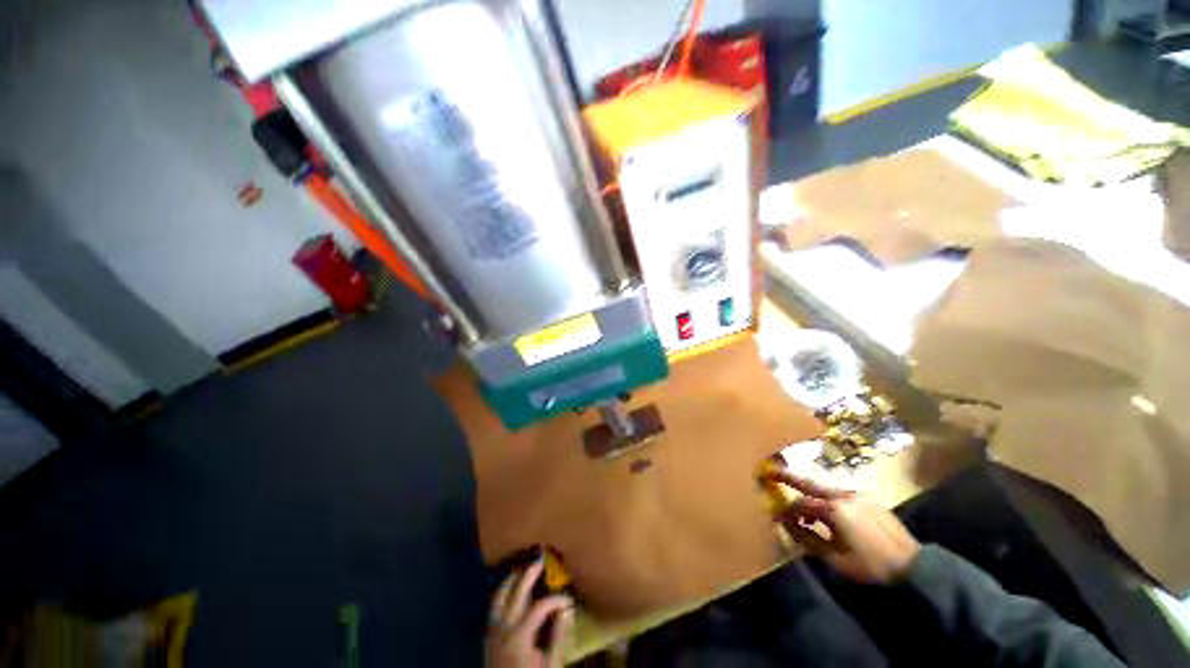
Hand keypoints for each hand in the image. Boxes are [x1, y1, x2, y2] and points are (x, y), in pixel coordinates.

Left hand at [486, 559, 573, 667]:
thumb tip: (566, 610)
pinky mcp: (488, 637)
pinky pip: (492, 608)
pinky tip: (509, 590)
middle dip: (528, 575)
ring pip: (498, 598)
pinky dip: (501, 594)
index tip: (567, 600)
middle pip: (515, 594)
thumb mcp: (551, 666)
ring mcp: (492, 632)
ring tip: (522, 569)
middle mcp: (502, 629)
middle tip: (541, 561)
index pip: (539, 607)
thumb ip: (558, 637)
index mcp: (519, 637)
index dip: (554, 600)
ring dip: (510, 581)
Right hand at [761, 469, 920, 583]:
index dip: (785, 510)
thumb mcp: (835, 559)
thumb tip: (785, 524)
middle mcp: (842, 495)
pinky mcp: (868, 499)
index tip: (774, 514)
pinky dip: (826, 497)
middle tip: (771, 471)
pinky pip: (839, 493)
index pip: (799, 504)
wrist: (914, 567)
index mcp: (833, 509)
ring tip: (801, 504)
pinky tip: (828, 511)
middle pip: (808, 483)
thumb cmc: (870, 565)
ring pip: (824, 487)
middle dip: (788, 477)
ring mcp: (857, 495)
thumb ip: (807, 538)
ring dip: (809, 491)